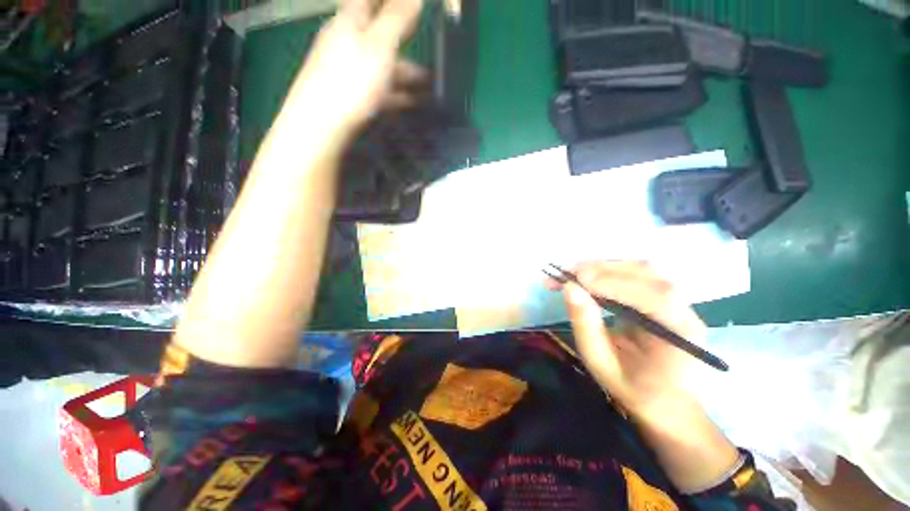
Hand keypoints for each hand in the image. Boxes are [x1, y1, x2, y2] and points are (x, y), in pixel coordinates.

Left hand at [284, 0, 427, 133]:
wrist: (324, 125)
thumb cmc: (352, 79)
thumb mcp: (379, 44)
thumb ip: (396, 18)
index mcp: (351, 21)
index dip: (393, 0)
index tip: (415, 5)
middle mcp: (349, 42)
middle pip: (380, 34)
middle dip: (406, 39)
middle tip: (429, 48)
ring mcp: (350, 71)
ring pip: (383, 65)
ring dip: (407, 73)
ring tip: (430, 86)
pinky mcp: (354, 96)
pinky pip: (381, 89)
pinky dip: (399, 94)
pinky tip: (413, 103)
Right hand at [548, 261, 708, 418]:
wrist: (665, 402)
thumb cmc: (634, 390)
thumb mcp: (602, 364)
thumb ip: (586, 326)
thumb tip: (569, 288)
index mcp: (680, 335)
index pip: (652, 296)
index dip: (612, 283)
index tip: (574, 280)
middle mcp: (684, 310)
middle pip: (645, 273)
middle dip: (600, 269)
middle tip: (564, 274)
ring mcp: (676, 300)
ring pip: (638, 268)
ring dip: (601, 267)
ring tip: (571, 274)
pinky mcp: (661, 296)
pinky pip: (634, 274)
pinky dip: (606, 271)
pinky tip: (586, 277)